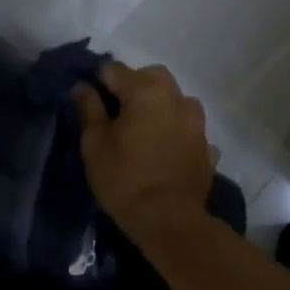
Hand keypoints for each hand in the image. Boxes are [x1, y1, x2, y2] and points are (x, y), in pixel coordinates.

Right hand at [72, 62, 213, 239]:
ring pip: (176, 100)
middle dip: (134, 86)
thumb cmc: (125, 180)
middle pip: (152, 77)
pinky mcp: (207, 146)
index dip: (98, 81)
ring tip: (145, 130)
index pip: (115, 70)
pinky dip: (176, 132)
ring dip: (160, 106)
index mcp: (146, 91)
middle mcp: (177, 98)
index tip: (89, 100)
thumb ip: (89, 110)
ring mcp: (197, 122)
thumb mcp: (95, 145)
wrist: (170, 220)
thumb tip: (82, 87)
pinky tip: (166, 151)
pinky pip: (188, 129)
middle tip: (117, 113)